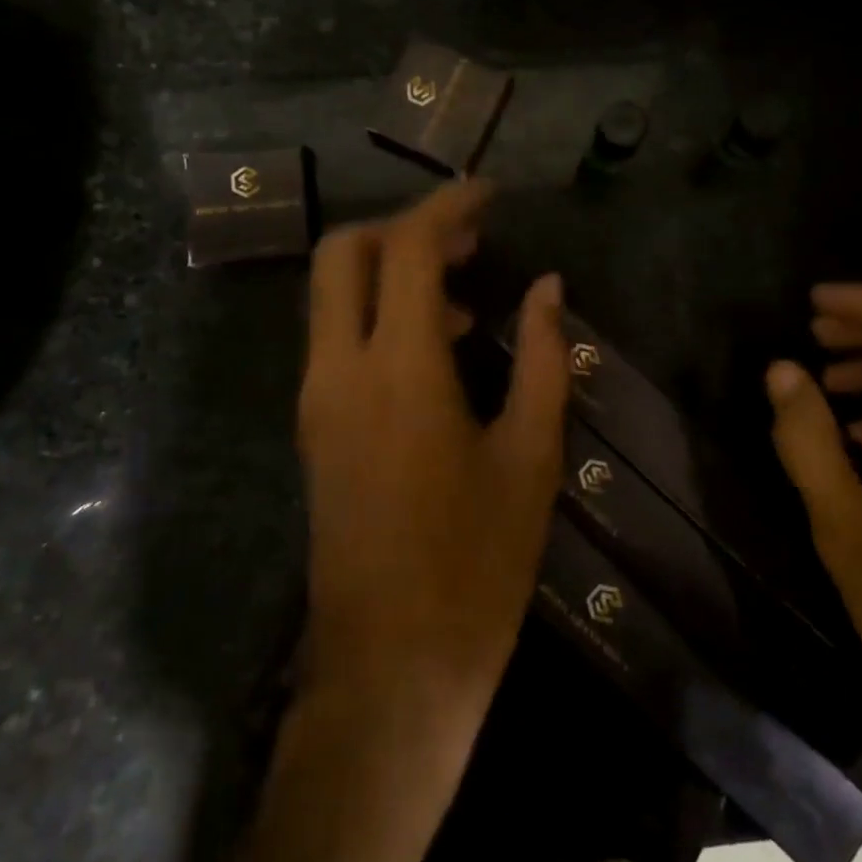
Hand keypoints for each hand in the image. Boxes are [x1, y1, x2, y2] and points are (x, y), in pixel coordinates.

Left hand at [296, 179, 570, 716]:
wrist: (390, 668)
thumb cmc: (476, 566)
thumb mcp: (531, 458)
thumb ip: (544, 360)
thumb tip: (548, 288)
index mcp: (400, 370)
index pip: (409, 250)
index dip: (449, 207)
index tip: (490, 193)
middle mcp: (340, 370)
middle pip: (344, 253)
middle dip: (403, 226)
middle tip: (468, 238)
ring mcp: (316, 400)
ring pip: (333, 294)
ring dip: (392, 271)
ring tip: (467, 293)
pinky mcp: (314, 428)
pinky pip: (336, 338)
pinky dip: (380, 314)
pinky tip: (439, 348)